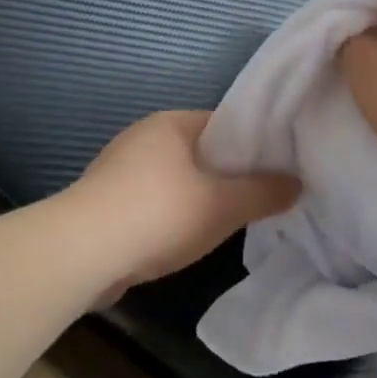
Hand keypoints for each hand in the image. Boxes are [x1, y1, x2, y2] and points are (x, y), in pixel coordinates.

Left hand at [71, 110, 299, 294]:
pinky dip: (172, 214)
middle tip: (261, 196)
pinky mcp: (105, 202)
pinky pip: (153, 201)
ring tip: (230, 219)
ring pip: (176, 178)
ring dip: (199, 196)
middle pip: (201, 151)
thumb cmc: (158, 214)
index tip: (280, 167)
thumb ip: (264, 193)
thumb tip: (296, 184)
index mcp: (171, 123)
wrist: (80, 254)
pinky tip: (186, 237)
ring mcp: (119, 169)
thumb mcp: (223, 205)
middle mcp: (143, 137)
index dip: (255, 143)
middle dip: (228, 173)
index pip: (225, 123)